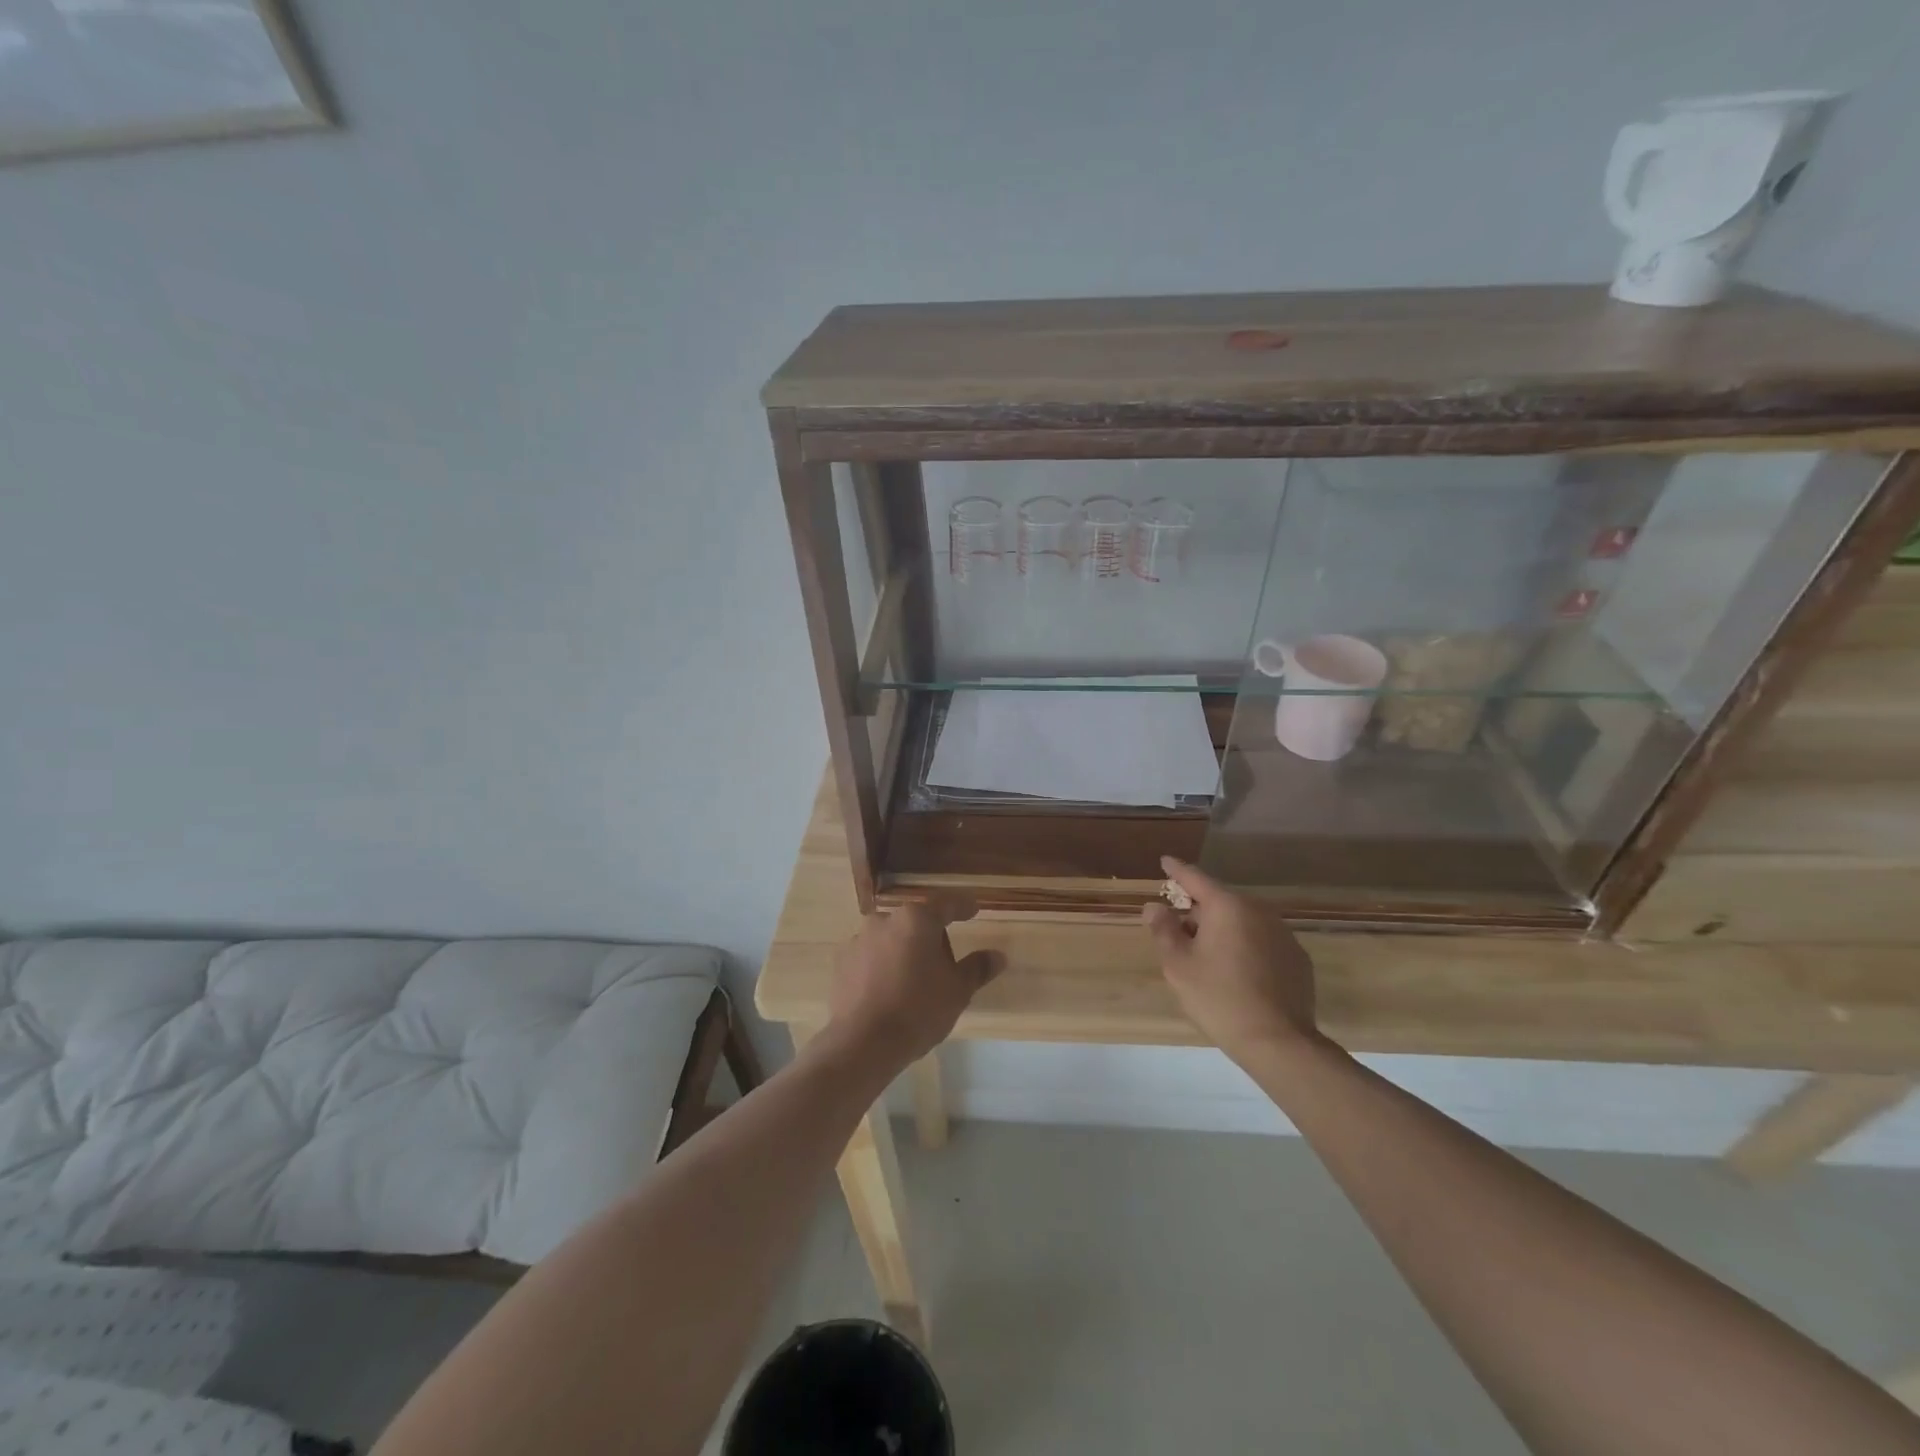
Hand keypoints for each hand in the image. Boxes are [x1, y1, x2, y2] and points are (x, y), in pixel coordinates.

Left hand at [827, 900, 1001, 1066]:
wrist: (863, 1043)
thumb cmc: (918, 1010)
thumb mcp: (957, 991)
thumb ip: (977, 968)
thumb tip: (998, 956)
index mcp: (917, 920)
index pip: (946, 905)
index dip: (962, 907)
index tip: (973, 909)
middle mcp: (885, 920)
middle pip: (916, 922)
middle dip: (931, 938)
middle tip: (944, 966)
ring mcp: (859, 940)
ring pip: (891, 939)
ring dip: (904, 952)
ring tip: (913, 984)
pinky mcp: (841, 962)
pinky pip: (870, 957)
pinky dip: (882, 967)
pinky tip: (888, 993)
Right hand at [1143, 857, 1322, 1063]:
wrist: (1278, 1042)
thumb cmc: (1219, 998)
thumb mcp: (1178, 965)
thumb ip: (1164, 930)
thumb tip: (1155, 906)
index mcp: (1227, 906)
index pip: (1195, 878)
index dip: (1177, 870)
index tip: (1166, 861)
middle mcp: (1258, 910)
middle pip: (1220, 901)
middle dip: (1198, 910)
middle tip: (1179, 931)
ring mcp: (1283, 934)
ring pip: (1243, 921)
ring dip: (1223, 929)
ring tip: (1206, 956)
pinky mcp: (1298, 958)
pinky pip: (1262, 941)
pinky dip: (1245, 946)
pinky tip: (1237, 973)